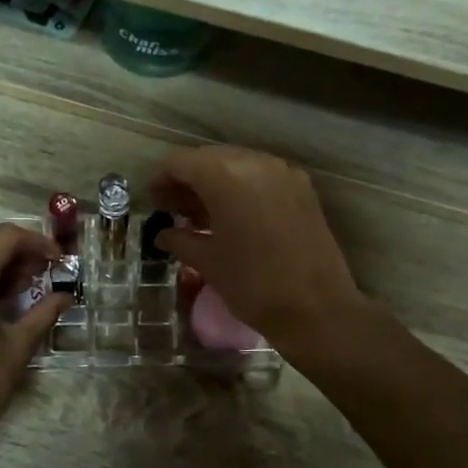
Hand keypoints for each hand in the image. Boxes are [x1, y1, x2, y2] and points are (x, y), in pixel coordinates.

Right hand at [149, 146, 363, 350]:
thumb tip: (164, 234)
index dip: (161, 178)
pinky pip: (261, 177)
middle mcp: (256, 163)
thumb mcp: (208, 262)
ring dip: (214, 183)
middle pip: (210, 159)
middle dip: (187, 179)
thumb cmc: (253, 285)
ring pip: (237, 165)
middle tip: (170, 208)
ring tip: (198, 214)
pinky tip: (231, 215)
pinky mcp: (302, 189)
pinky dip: (241, 188)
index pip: (182, 162)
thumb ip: (180, 240)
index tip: (151, 199)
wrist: (316, 308)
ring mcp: (283, 173)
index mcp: (226, 176)